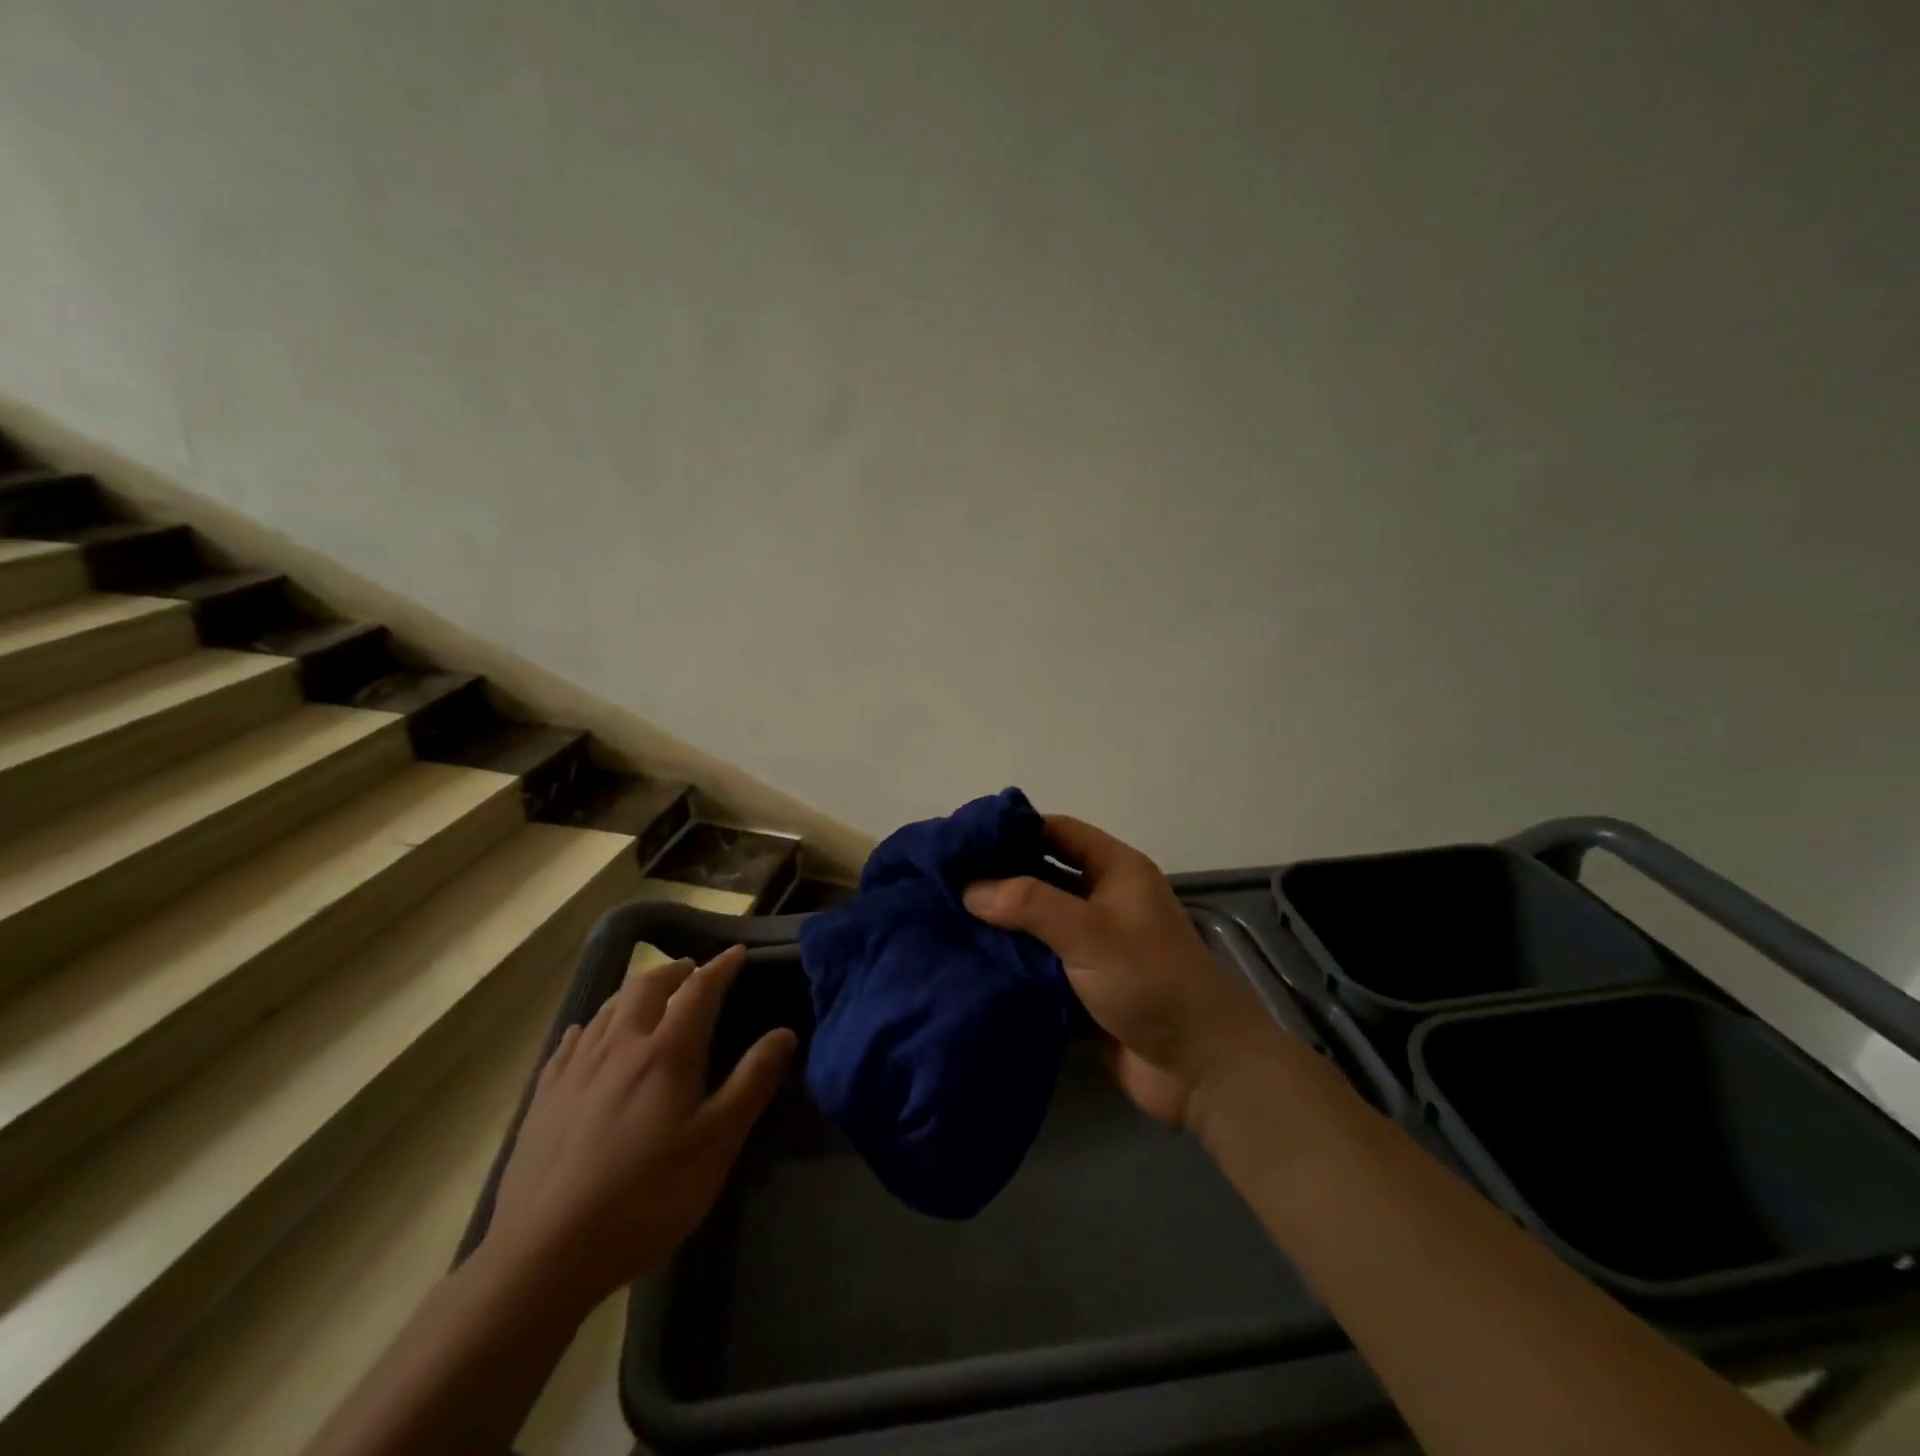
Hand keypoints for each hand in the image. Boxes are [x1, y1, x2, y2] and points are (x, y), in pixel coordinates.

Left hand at [479, 946, 795, 1312]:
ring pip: (607, 1009)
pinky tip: (587, 1033)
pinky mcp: (544, 1099)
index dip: (720, 967)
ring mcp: (575, 1071)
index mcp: (666, 1053)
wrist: (544, 1255)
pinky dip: (589, 1026)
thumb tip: (784, 1033)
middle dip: (674, 971)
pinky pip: (569, 1044)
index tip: (737, 953)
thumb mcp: (716, 1144)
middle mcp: (619, 1047)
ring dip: (634, 990)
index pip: (698, 991)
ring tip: (648, 992)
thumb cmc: (646, 1197)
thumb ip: (752, 1082)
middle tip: (692, 970)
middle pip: (646, 988)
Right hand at [964, 816, 1276, 1129]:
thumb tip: (969, 888)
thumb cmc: (1150, 981)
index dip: (1014, 828)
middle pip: (1043, 875)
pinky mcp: (1082, 985)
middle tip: (943, 881)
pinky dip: (1010, 961)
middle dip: (999, 877)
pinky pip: (1038, 963)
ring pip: (1037, 922)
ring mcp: (1093, 945)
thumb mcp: (1090, 932)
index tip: (963, 839)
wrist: (1199, 1068)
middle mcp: (1103, 900)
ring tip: (945, 919)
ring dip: (1000, 923)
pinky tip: (969, 961)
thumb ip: (1029, 904)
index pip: (1057, 831)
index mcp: (1116, 870)